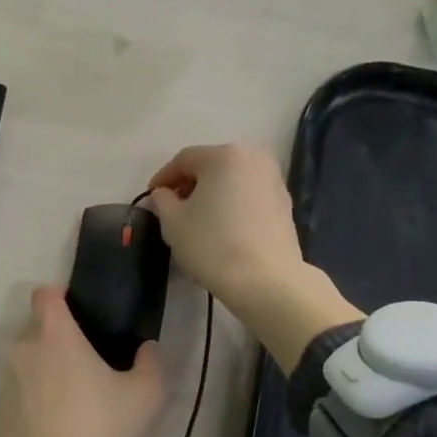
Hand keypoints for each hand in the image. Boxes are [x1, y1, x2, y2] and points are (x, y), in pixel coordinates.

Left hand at [0, 287, 167, 436]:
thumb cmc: (102, 428)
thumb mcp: (146, 395)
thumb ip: (151, 362)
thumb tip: (147, 349)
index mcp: (55, 335)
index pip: (45, 293)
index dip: (61, 296)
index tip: (82, 312)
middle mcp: (23, 351)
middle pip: (36, 328)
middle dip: (58, 337)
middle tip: (88, 360)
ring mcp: (7, 383)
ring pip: (27, 362)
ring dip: (46, 370)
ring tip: (75, 397)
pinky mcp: (0, 414)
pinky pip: (20, 394)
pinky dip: (35, 400)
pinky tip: (58, 426)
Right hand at [147, 144, 362, 372]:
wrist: (264, 280)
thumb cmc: (212, 245)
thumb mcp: (173, 223)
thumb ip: (162, 201)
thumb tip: (164, 194)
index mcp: (224, 156)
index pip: (184, 159)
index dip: (163, 177)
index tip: (151, 196)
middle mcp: (254, 159)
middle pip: (212, 166)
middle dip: (189, 184)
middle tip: (172, 207)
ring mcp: (274, 181)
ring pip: (232, 181)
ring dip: (212, 195)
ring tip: (198, 220)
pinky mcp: (285, 205)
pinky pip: (249, 197)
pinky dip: (232, 205)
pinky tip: (222, 228)